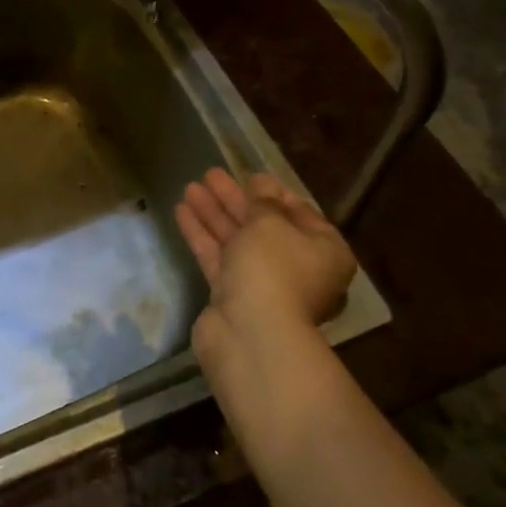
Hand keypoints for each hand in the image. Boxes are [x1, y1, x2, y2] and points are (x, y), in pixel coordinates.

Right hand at [175, 168, 357, 446]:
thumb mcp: (271, 223)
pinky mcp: (233, 296)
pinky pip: (218, 258)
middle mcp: (298, 268)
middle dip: (235, 200)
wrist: (251, 332)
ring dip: (214, 214)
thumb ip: (263, 201)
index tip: (250, 175)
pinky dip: (202, 235)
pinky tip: (182, 211)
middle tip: (210, 175)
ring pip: (237, 241)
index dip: (273, 192)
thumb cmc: (274, 268)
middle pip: (263, 226)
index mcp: (324, 250)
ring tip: (190, 187)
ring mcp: (264, 284)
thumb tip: (262, 185)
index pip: (299, 213)